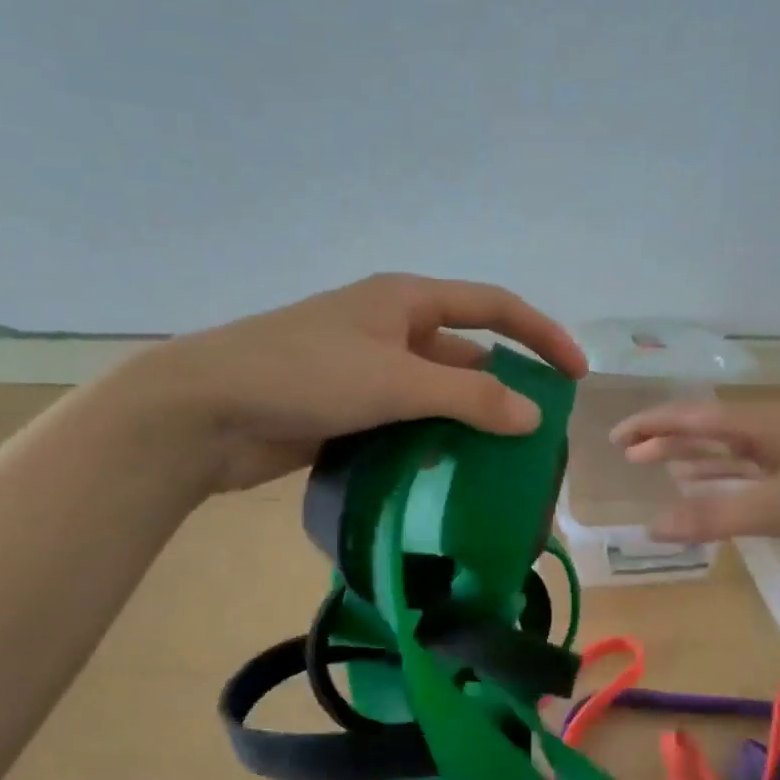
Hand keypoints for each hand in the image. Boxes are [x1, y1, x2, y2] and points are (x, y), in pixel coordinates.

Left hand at [113, 273, 588, 491]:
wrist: (203, 411)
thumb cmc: (304, 374)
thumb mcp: (396, 381)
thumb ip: (470, 399)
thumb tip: (533, 417)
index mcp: (406, 301)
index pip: (494, 307)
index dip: (541, 335)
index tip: (576, 375)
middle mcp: (391, 329)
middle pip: (466, 356)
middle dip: (503, 390)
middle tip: (537, 436)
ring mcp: (366, 371)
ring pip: (435, 396)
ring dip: (465, 424)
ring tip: (501, 466)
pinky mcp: (346, 410)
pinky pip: (404, 424)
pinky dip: (428, 445)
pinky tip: (447, 478)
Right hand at [610, 400, 779, 570]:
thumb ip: (715, 517)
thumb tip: (651, 528)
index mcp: (764, 424)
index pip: (692, 418)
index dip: (652, 426)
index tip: (616, 439)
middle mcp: (777, 432)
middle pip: (711, 431)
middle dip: (670, 441)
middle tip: (632, 456)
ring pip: (736, 453)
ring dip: (699, 461)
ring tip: (665, 471)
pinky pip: (759, 476)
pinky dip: (732, 483)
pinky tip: (724, 496)